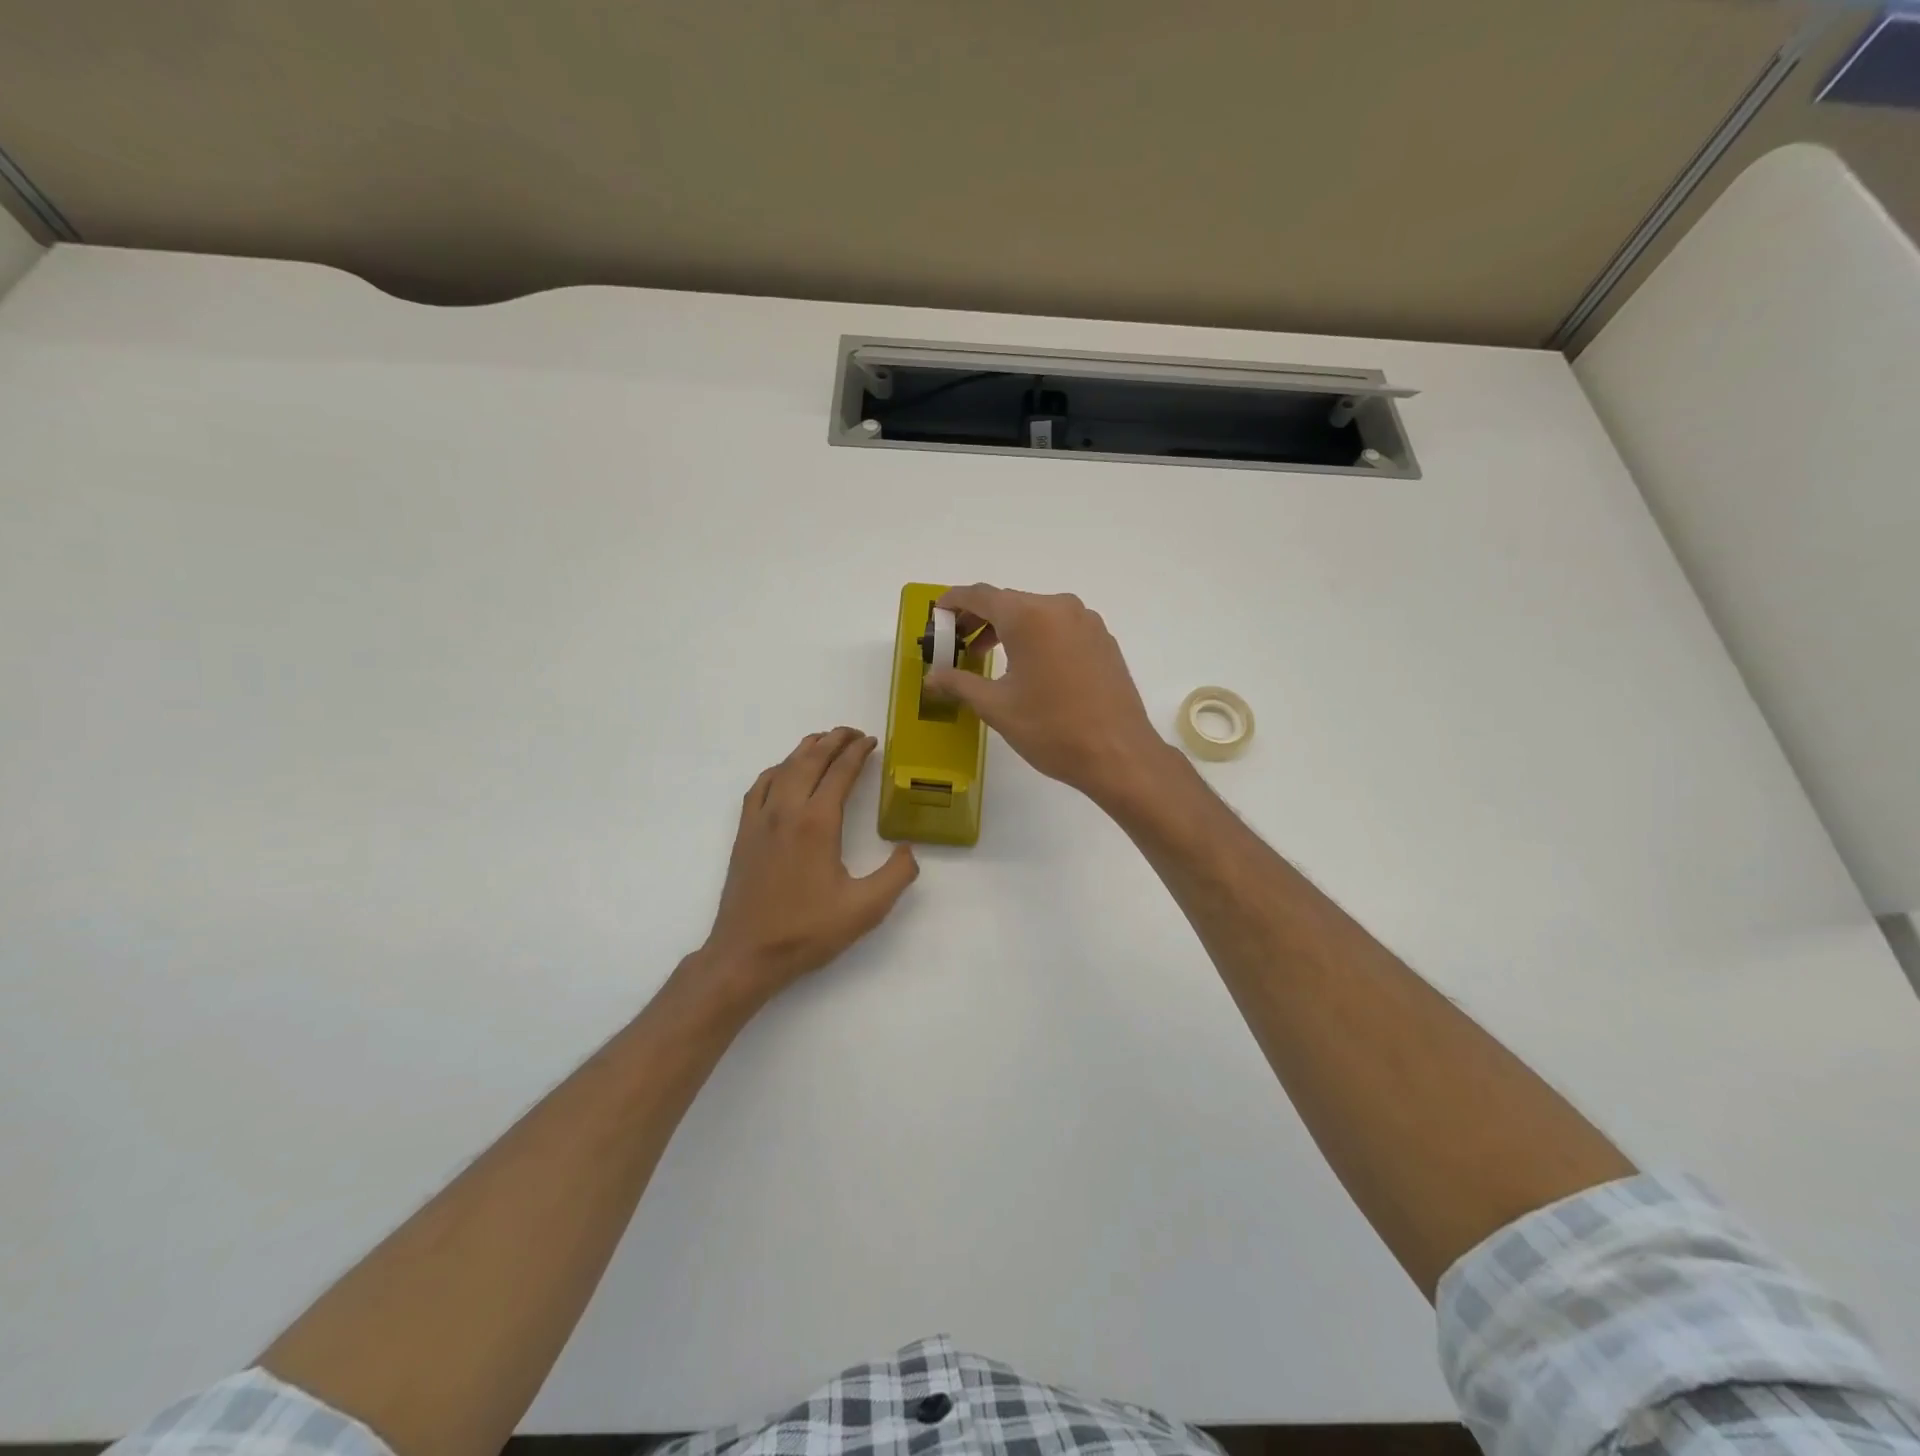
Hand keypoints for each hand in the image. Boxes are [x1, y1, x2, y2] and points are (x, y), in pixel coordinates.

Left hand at [697, 727, 918, 1002]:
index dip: (857, 752)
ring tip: (823, 741)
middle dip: (833, 740)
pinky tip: (784, 772)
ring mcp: (760, 820)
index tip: (871, 741)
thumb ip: (897, 875)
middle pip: (810, 761)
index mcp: (817, 823)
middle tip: (853, 732)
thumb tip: (908, 849)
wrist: (747, 954)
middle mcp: (787, 811)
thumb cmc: (807, 931)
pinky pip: (760, 786)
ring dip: (805, 749)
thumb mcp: (865, 909)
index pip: (840, 772)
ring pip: (783, 768)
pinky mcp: (744, 833)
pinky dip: (777, 769)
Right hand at [925, 584, 1172, 805]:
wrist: (1118, 754)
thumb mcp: (996, 707)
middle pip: (1009, 602)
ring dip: (1008, 629)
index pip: (981, 595)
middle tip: (957, 644)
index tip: (937, 614)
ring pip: (1036, 614)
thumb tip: (931, 676)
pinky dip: (1037, 637)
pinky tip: (1029, 667)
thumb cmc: (1051, 729)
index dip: (954, 601)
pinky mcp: (1103, 640)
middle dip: (979, 619)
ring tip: (988, 658)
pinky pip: (1060, 628)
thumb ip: (959, 683)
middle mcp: (1059, 607)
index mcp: (1029, 616)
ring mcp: (1086, 622)